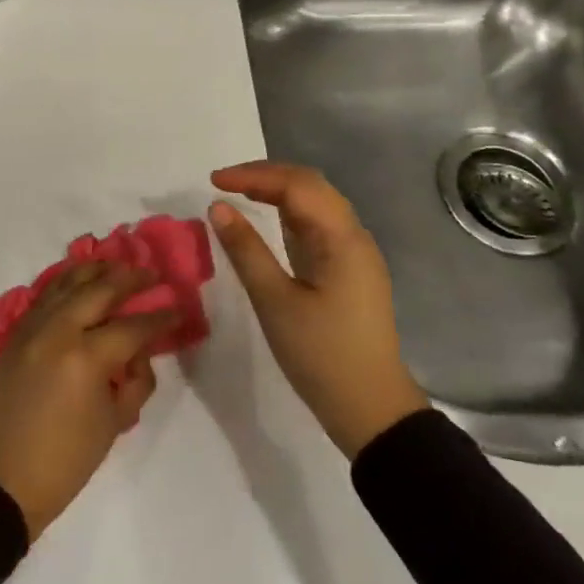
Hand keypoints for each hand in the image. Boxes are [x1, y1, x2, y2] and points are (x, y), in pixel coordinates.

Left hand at [0, 261, 176, 540]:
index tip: (179, 308)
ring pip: (66, 283)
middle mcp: (57, 331)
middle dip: (129, 278)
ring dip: (94, 271)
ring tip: (116, 264)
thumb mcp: (113, 425)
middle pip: (99, 290)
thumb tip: (138, 354)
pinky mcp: (15, 335)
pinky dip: (64, 282)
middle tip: (152, 273)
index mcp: (86, 357)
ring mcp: (31, 328)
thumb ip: (133, 382)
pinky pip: (43, 296)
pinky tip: (77, 279)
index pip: (133, 326)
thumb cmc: (63, 462)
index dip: (160, 317)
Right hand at [208, 161, 428, 457]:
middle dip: (266, 176)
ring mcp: (355, 254)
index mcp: (342, 239)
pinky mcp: (349, 271)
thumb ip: (246, 250)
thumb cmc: (321, 355)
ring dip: (278, 191)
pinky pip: (318, 226)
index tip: (213, 181)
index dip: (254, 175)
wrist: (370, 409)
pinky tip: (267, 222)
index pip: (297, 184)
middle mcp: (354, 236)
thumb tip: (217, 207)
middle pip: (311, 185)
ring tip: (239, 194)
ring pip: (317, 204)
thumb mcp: (275, 302)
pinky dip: (289, 214)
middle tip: (224, 183)